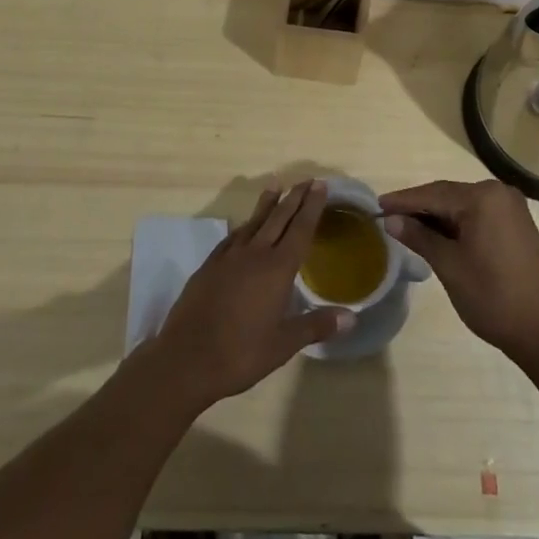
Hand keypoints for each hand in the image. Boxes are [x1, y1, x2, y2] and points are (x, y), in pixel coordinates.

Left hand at [148, 179, 353, 412]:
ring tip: (276, 185)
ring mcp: (229, 257)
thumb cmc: (240, 353)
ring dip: (267, 203)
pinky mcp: (209, 265)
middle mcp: (255, 254)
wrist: (185, 359)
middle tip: (306, 179)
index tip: (320, 185)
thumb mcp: (283, 345)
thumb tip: (352, 317)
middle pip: (278, 217)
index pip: (300, 229)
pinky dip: (245, 225)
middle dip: (294, 197)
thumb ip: (316, 326)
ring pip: (254, 221)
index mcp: (277, 269)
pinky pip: (233, 236)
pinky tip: (244, 226)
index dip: (312, 206)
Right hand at [378, 179, 538, 366]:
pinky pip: (478, 215)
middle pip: (448, 195)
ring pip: (463, 206)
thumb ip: (420, 237)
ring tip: (407, 227)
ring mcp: (511, 208)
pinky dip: (457, 224)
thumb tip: (391, 220)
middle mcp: (499, 193)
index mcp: (483, 197)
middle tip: (388, 218)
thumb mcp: (449, 266)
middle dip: (419, 207)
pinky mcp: (517, 225)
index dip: (403, 201)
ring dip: (437, 216)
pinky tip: (438, 236)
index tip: (376, 205)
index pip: (433, 193)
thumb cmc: (493, 297)